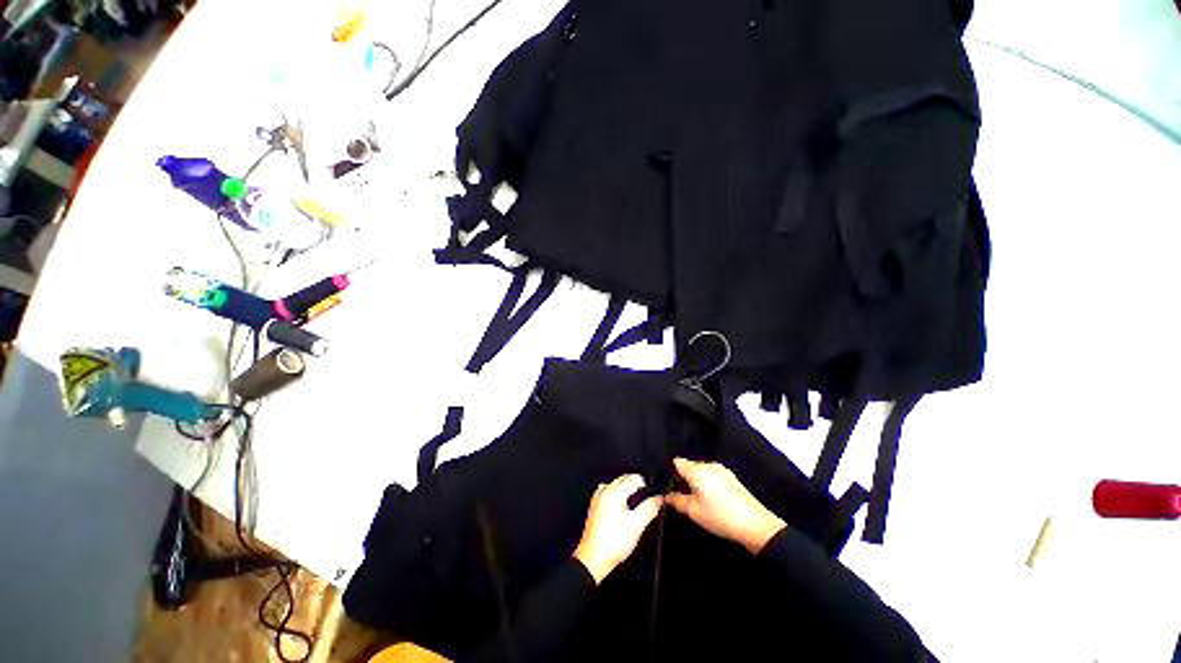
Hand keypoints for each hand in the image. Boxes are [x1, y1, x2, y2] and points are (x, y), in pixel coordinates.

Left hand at [573, 474, 662, 583]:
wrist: (593, 559)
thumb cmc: (614, 543)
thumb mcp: (637, 525)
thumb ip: (649, 508)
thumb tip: (659, 498)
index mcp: (615, 492)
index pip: (634, 478)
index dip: (647, 485)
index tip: (653, 494)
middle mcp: (604, 490)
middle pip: (624, 478)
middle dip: (636, 486)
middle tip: (646, 500)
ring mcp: (598, 498)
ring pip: (616, 485)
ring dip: (626, 490)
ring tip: (634, 505)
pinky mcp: (594, 506)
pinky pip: (608, 492)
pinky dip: (616, 496)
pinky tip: (621, 509)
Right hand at [665, 458, 786, 554]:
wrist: (755, 525)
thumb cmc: (720, 516)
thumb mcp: (694, 511)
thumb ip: (677, 501)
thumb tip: (666, 495)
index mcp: (697, 470)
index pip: (677, 462)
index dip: (670, 472)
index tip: (668, 485)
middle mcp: (708, 465)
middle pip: (690, 466)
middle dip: (684, 478)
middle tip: (681, 496)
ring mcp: (722, 470)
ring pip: (702, 472)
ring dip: (697, 482)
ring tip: (696, 500)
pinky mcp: (731, 478)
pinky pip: (712, 476)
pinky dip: (708, 484)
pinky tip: (711, 500)